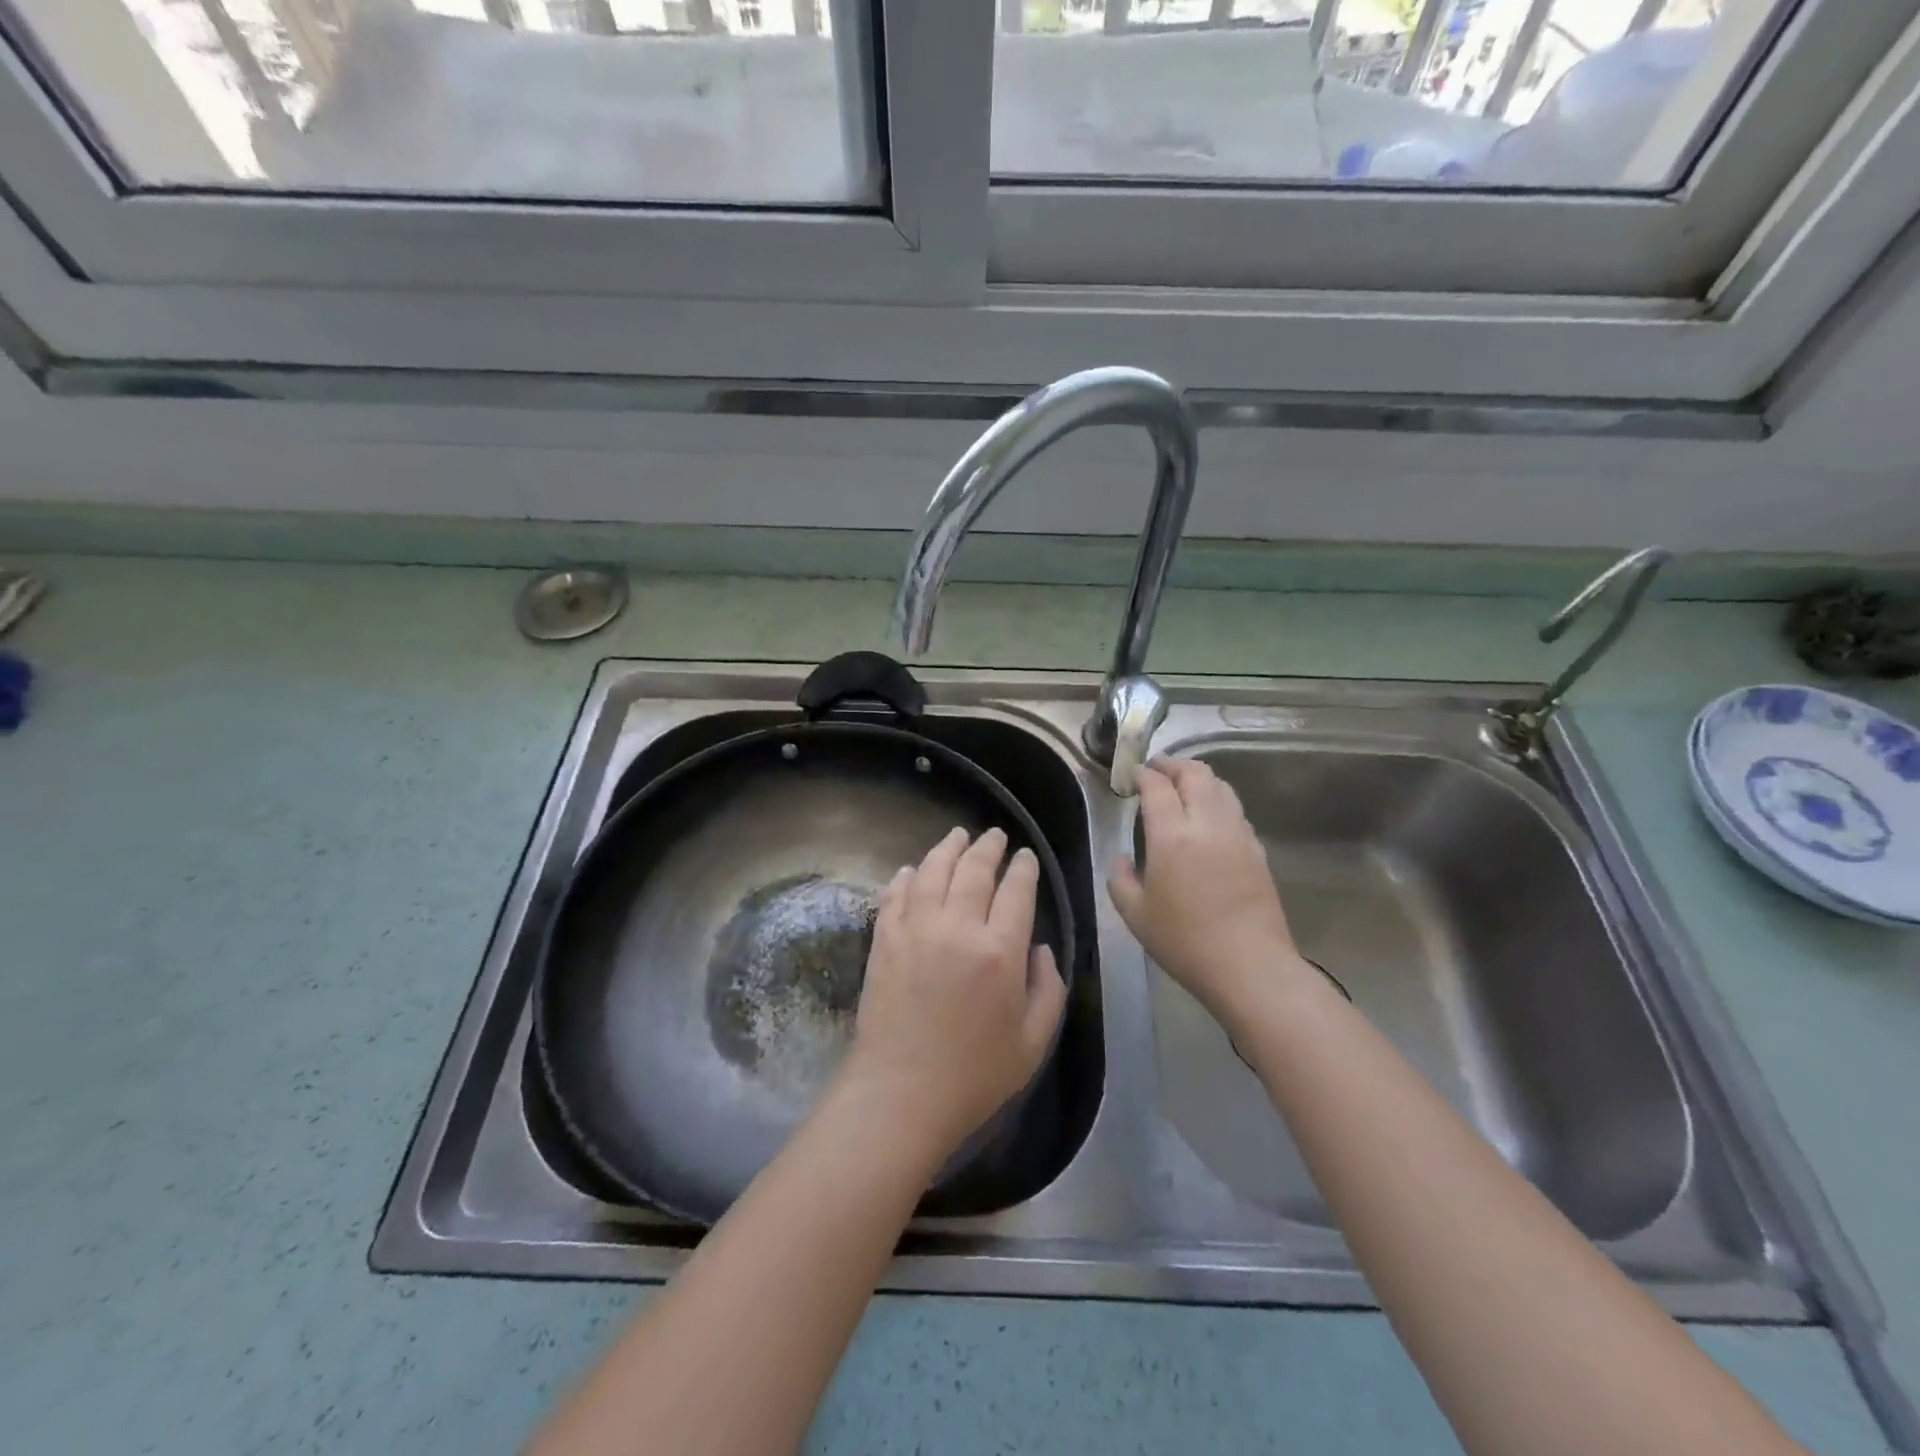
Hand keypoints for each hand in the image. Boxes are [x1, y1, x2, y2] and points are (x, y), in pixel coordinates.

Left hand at [842, 827, 1067, 1160]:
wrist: (899, 1095)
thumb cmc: (974, 1076)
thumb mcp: (1033, 1043)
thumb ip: (1047, 989)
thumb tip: (1040, 948)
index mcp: (999, 951)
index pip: (1016, 891)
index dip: (1023, 868)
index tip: (1025, 856)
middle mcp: (957, 928)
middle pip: (974, 870)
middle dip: (988, 848)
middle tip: (995, 835)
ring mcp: (915, 930)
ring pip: (933, 872)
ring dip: (948, 848)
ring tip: (957, 836)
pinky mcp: (884, 940)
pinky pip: (896, 895)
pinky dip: (907, 877)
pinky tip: (913, 870)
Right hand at [1109, 758, 1309, 1026]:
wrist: (1249, 966)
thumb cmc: (1184, 941)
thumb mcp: (1135, 914)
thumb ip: (1120, 879)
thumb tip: (1121, 859)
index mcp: (1172, 835)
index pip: (1157, 786)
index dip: (1143, 774)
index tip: (1133, 775)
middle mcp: (1207, 824)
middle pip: (1195, 774)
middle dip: (1174, 765)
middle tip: (1158, 770)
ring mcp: (1238, 834)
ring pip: (1222, 787)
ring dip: (1200, 778)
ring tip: (1185, 787)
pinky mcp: (1258, 850)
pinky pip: (1236, 811)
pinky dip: (1219, 801)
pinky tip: (1210, 819)